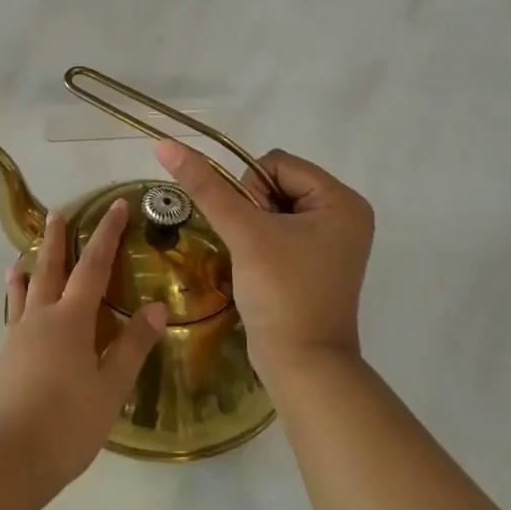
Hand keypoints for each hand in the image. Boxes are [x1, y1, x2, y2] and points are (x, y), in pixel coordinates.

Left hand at [0, 200, 166, 495]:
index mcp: (71, 319)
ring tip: (25, 251)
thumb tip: (157, 307)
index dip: (106, 234)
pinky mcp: (6, 355)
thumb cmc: (68, 422)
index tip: (115, 206)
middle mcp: (41, 317)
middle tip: (57, 212)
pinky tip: (14, 301)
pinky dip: (15, 297)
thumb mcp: (110, 387)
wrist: (10, 455)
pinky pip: (13, 313)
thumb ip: (132, 345)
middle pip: (50, 268)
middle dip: (57, 239)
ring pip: (26, 289)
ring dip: (30, 265)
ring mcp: (19, 335)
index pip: (93, 266)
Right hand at [155, 141, 372, 382]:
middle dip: (252, 208)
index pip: (276, 163)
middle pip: (276, 182)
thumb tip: (166, 145)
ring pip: (272, 205)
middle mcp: (344, 214)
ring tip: (255, 259)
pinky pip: (279, 228)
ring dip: (252, 225)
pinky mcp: (316, 260)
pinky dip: (260, 240)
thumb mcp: (243, 232)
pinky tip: (259, 266)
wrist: (301, 364)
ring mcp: (331, 240)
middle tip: (254, 246)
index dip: (251, 189)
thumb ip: (205, 186)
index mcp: (342, 200)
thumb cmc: (281, 292)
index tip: (251, 229)